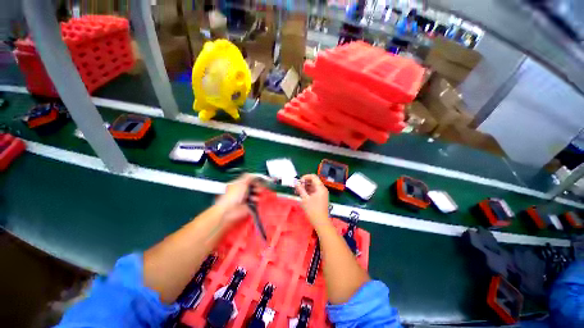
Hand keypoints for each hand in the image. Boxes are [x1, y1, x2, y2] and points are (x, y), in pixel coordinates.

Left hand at [215, 174, 261, 224]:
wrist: (228, 210)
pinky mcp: (247, 206)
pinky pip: (255, 202)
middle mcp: (241, 191)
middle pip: (253, 187)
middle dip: (257, 186)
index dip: (254, 180)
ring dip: (257, 193)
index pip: (248, 180)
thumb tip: (255, 174)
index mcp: (238, 184)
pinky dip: (257, 200)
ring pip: (255, 194)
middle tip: (259, 187)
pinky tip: (255, 200)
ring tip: (257, 193)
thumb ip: (248, 177)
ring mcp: (244, 199)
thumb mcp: (241, 182)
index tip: (259, 180)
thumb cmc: (231, 196)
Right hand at [295, 174, 329, 226]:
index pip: (313, 176)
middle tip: (297, 187)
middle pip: (313, 181)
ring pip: (313, 186)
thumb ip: (300, 189)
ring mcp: (322, 193)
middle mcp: (322, 189)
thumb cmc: (313, 210)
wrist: (321, 222)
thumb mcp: (305, 199)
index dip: (305, 177)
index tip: (299, 182)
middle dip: (304, 182)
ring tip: (298, 191)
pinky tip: (302, 195)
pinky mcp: (321, 198)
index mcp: (320, 187)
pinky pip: (314, 191)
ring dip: (305, 187)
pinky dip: (308, 191)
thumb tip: (296, 182)